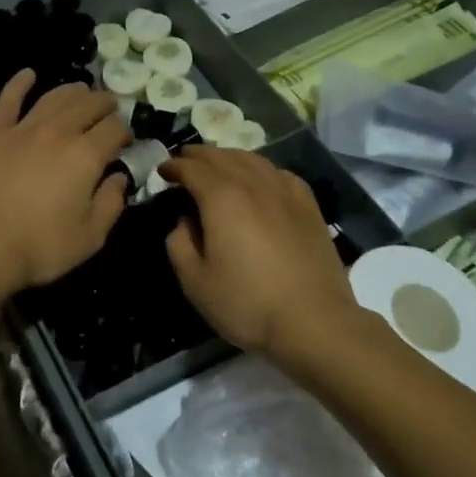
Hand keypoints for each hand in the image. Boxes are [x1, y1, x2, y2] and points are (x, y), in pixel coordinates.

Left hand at [0, 71, 130, 295]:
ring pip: (54, 96)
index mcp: (87, 155)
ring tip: (81, 90)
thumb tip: (120, 179)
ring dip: (73, 90)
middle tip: (109, 109)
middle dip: (104, 104)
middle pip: (88, 104)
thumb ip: (111, 204)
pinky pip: (8, 99)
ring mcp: (23, 127)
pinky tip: (28, 74)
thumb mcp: (90, 237)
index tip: (124, 142)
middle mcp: (59, 131)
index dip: (124, 131)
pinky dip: (20, 83)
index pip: (115, 129)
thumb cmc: (39, 246)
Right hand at [160, 147, 366, 364]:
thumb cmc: (247, 303)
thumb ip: (179, 243)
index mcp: (221, 197)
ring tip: (217, 165)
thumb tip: (184, 221)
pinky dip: (261, 169)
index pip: (192, 168)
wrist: (313, 320)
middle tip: (184, 161)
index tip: (162, 171)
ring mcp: (285, 191)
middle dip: (198, 156)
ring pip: (252, 159)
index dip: (173, 166)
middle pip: (222, 156)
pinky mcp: (308, 205)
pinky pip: (279, 174)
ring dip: (228, 157)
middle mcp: (253, 183)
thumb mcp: (195, 281)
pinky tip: (260, 180)